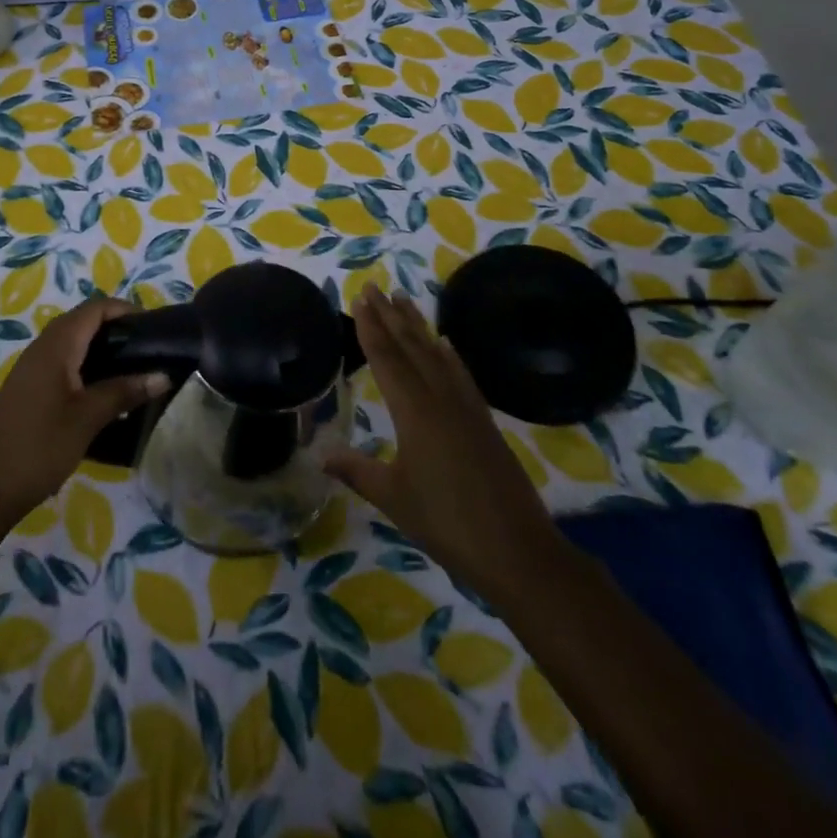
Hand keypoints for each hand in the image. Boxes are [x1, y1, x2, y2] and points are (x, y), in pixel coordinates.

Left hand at [0, 297, 168, 522]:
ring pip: (72, 343)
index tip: (153, 327)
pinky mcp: (29, 388)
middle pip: (83, 321)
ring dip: (101, 348)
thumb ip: (125, 391)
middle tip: (147, 349)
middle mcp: (42, 348)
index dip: (124, 310)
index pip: (95, 308)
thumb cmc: (40, 446)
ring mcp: (32, 368)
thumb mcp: (88, 418)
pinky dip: (87, 365)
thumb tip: (163, 375)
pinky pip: (63, 362)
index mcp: (56, 346)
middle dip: (116, 328)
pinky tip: (104, 392)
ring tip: (132, 369)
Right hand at [325, 287, 557, 590]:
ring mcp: (466, 407)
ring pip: (436, 354)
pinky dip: (449, 354)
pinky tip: (445, 343)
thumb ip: (356, 470)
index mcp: (414, 411)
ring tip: (403, 300)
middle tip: (375, 287)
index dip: (370, 326)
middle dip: (390, 315)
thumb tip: (319, 454)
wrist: (517, 550)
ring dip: (417, 326)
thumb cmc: (446, 522)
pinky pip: (461, 374)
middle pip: (411, 346)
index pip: (386, 357)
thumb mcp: (392, 497)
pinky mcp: (484, 420)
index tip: (360, 297)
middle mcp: (440, 398)